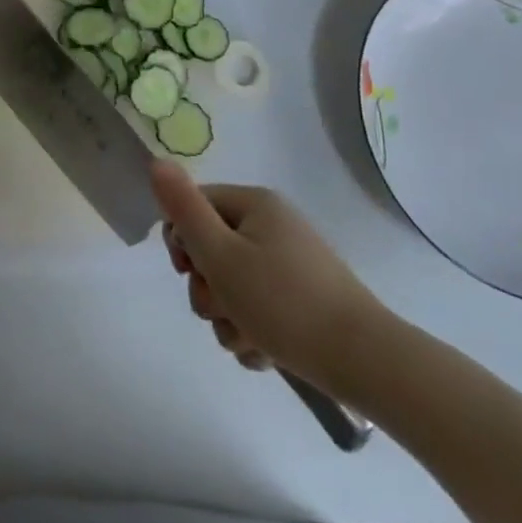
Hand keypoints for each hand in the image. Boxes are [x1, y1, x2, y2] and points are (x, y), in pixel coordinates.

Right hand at [150, 161, 386, 398]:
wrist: (365, 362)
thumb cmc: (284, 303)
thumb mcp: (221, 255)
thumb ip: (184, 209)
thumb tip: (156, 161)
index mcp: (254, 204)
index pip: (194, 207)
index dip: (182, 241)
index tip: (188, 272)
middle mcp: (273, 225)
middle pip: (212, 249)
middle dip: (207, 287)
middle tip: (220, 309)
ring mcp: (291, 263)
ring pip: (233, 285)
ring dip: (227, 316)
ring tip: (247, 339)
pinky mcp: (305, 298)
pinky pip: (260, 307)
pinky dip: (253, 330)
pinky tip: (264, 352)